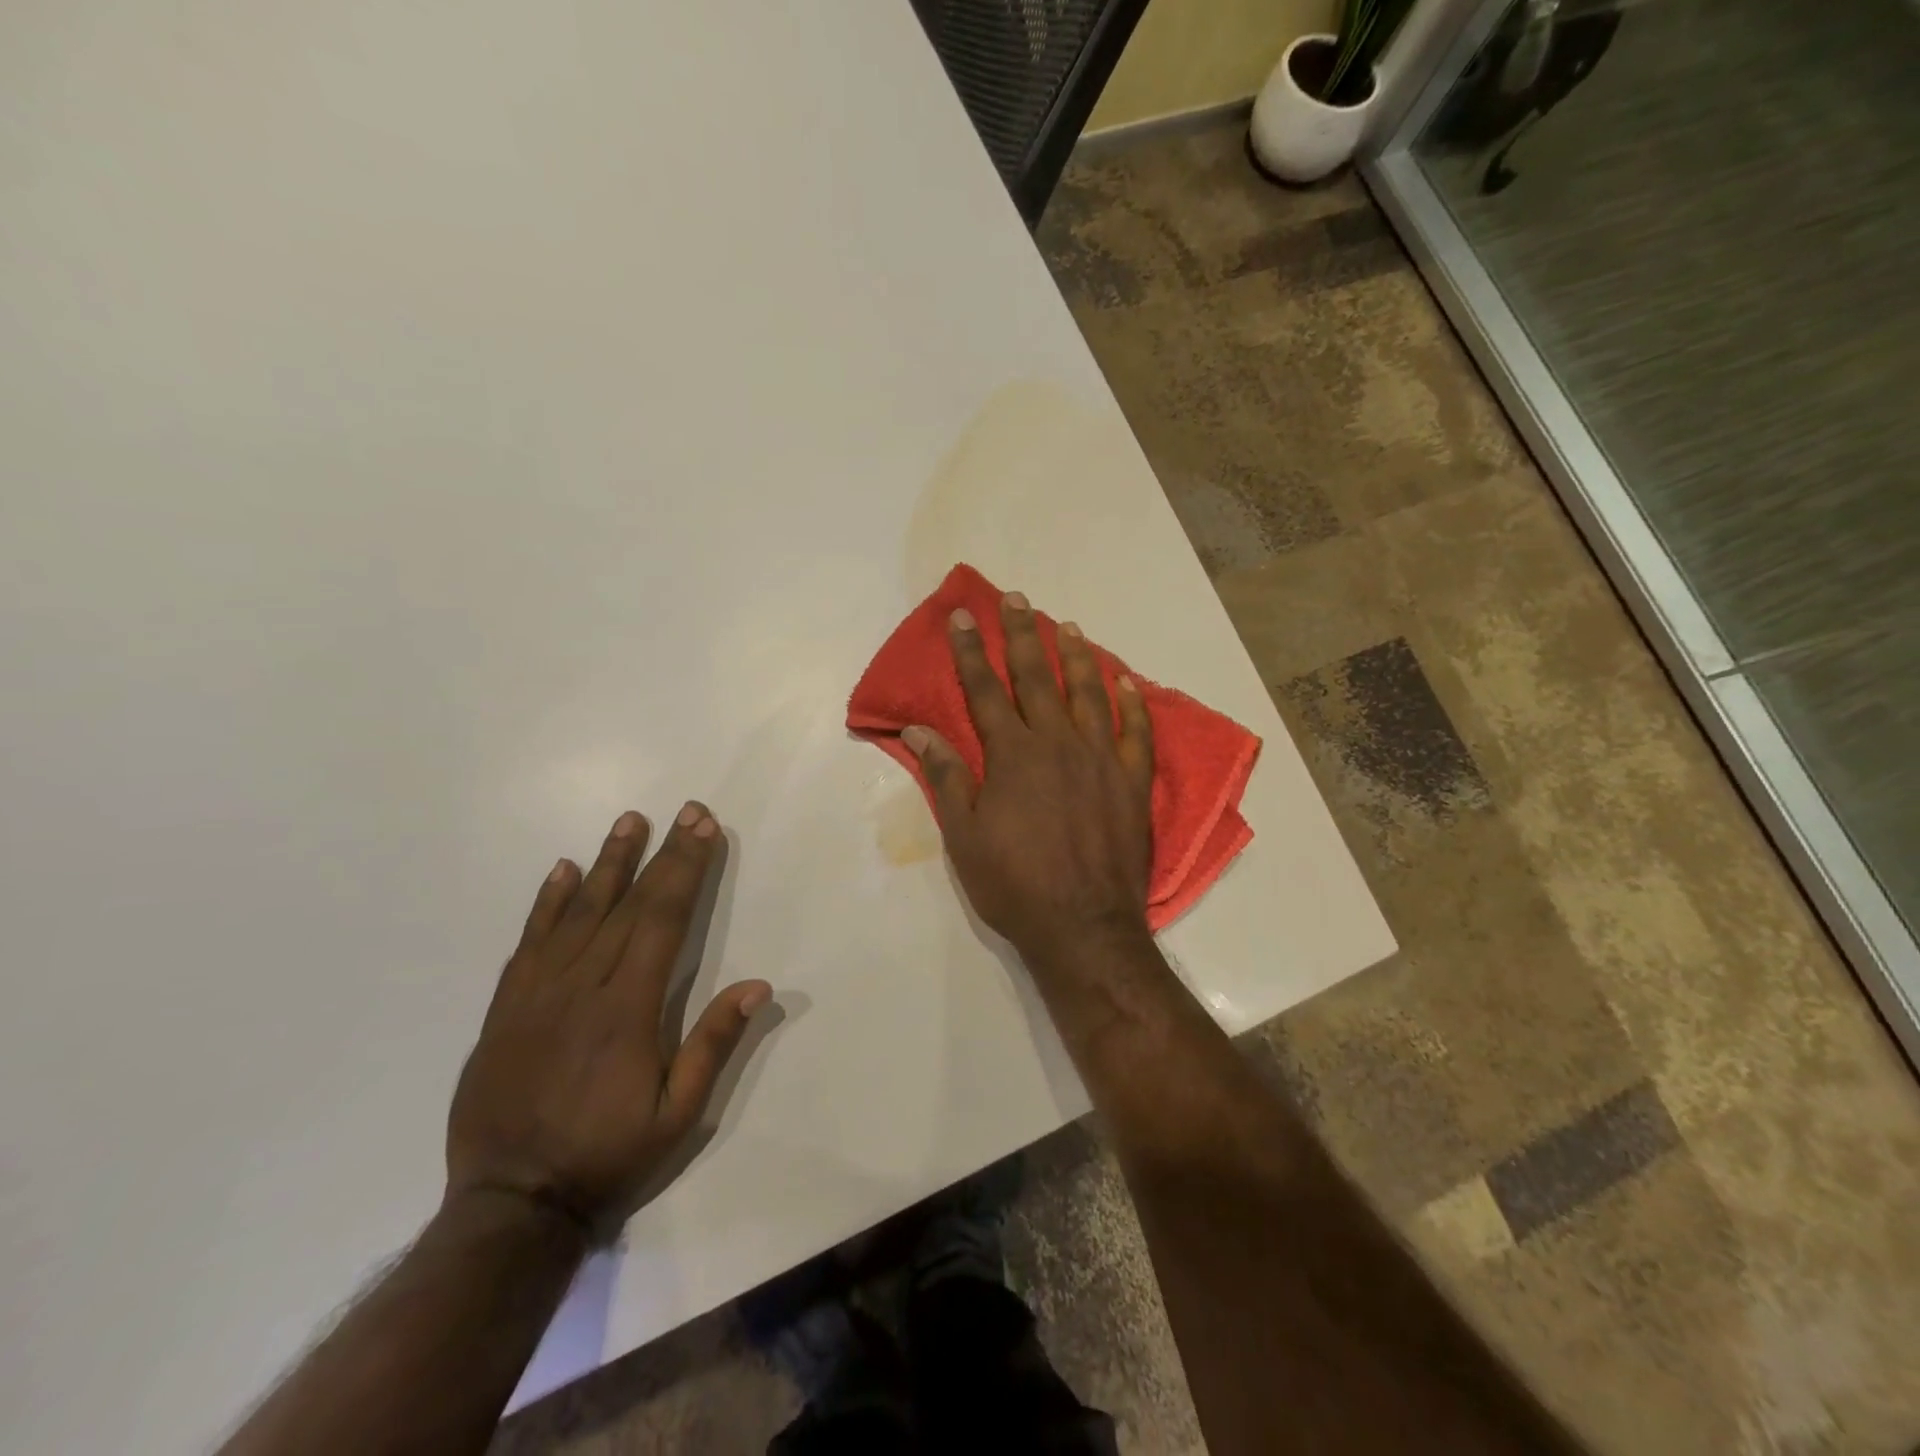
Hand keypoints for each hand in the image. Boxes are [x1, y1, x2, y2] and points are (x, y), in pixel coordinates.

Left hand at [446, 803, 770, 1237]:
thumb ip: (714, 1044)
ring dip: (607, 863)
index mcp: (629, 1009)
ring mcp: (537, 995)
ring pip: (577, 913)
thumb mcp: (679, 1114)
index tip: (704, 829)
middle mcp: (582, 988)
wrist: (511, 1207)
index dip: (686, 869)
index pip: (663, 920)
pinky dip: (545, 904)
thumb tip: (758, 985)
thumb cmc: (609, 1156)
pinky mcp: (505, 1010)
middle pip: (628, 905)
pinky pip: (528, 944)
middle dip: (661, 854)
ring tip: (628, 821)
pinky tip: (560, 872)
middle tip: (684, 811)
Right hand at [903, 590, 1154, 971]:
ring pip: (1089, 692)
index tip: (962, 616)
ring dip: (1076, 655)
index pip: (985, 690)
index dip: (970, 651)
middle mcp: (1058, 744)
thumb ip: (947, 779)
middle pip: (1037, 677)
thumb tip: (920, 732)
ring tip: (1067, 625)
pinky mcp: (1133, 781)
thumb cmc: (1015, 885)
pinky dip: (1132, 702)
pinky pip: (1137, 731)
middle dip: (1022, 635)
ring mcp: (1102, 759)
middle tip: (1018, 598)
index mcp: (1013, 756)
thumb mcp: (965, 838)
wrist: (1084, 927)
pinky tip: (1127, 680)